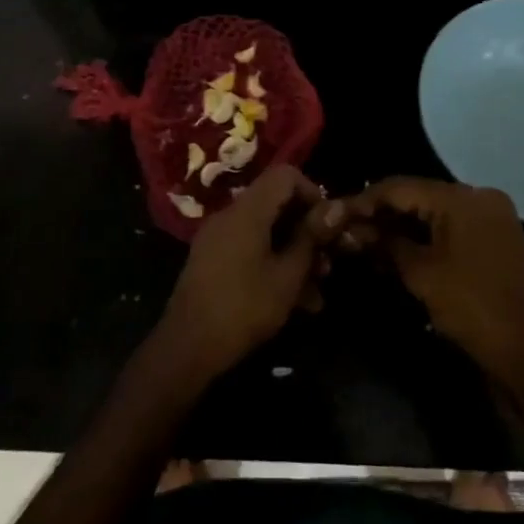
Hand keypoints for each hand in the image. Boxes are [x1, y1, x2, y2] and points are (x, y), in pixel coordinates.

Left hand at [155, 165, 345, 381]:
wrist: (187, 347)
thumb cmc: (244, 308)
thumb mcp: (287, 276)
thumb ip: (311, 238)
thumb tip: (337, 207)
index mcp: (247, 210)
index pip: (285, 175)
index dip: (313, 193)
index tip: (328, 225)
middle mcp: (230, 215)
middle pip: (276, 204)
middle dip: (306, 231)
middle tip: (328, 263)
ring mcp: (218, 238)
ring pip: (265, 232)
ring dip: (293, 254)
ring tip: (317, 291)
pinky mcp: (212, 260)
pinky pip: (250, 250)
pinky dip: (273, 265)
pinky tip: (295, 302)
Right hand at [343, 177, 523, 381]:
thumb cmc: (474, 309)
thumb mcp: (422, 275)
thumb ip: (386, 244)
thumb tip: (355, 231)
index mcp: (463, 198)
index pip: (400, 187)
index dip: (365, 200)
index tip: (336, 213)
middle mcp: (479, 198)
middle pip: (417, 196)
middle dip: (382, 214)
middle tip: (348, 230)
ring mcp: (491, 219)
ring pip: (433, 214)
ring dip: (401, 227)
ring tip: (366, 243)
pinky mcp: (495, 241)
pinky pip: (451, 229)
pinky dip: (424, 238)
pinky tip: (398, 252)